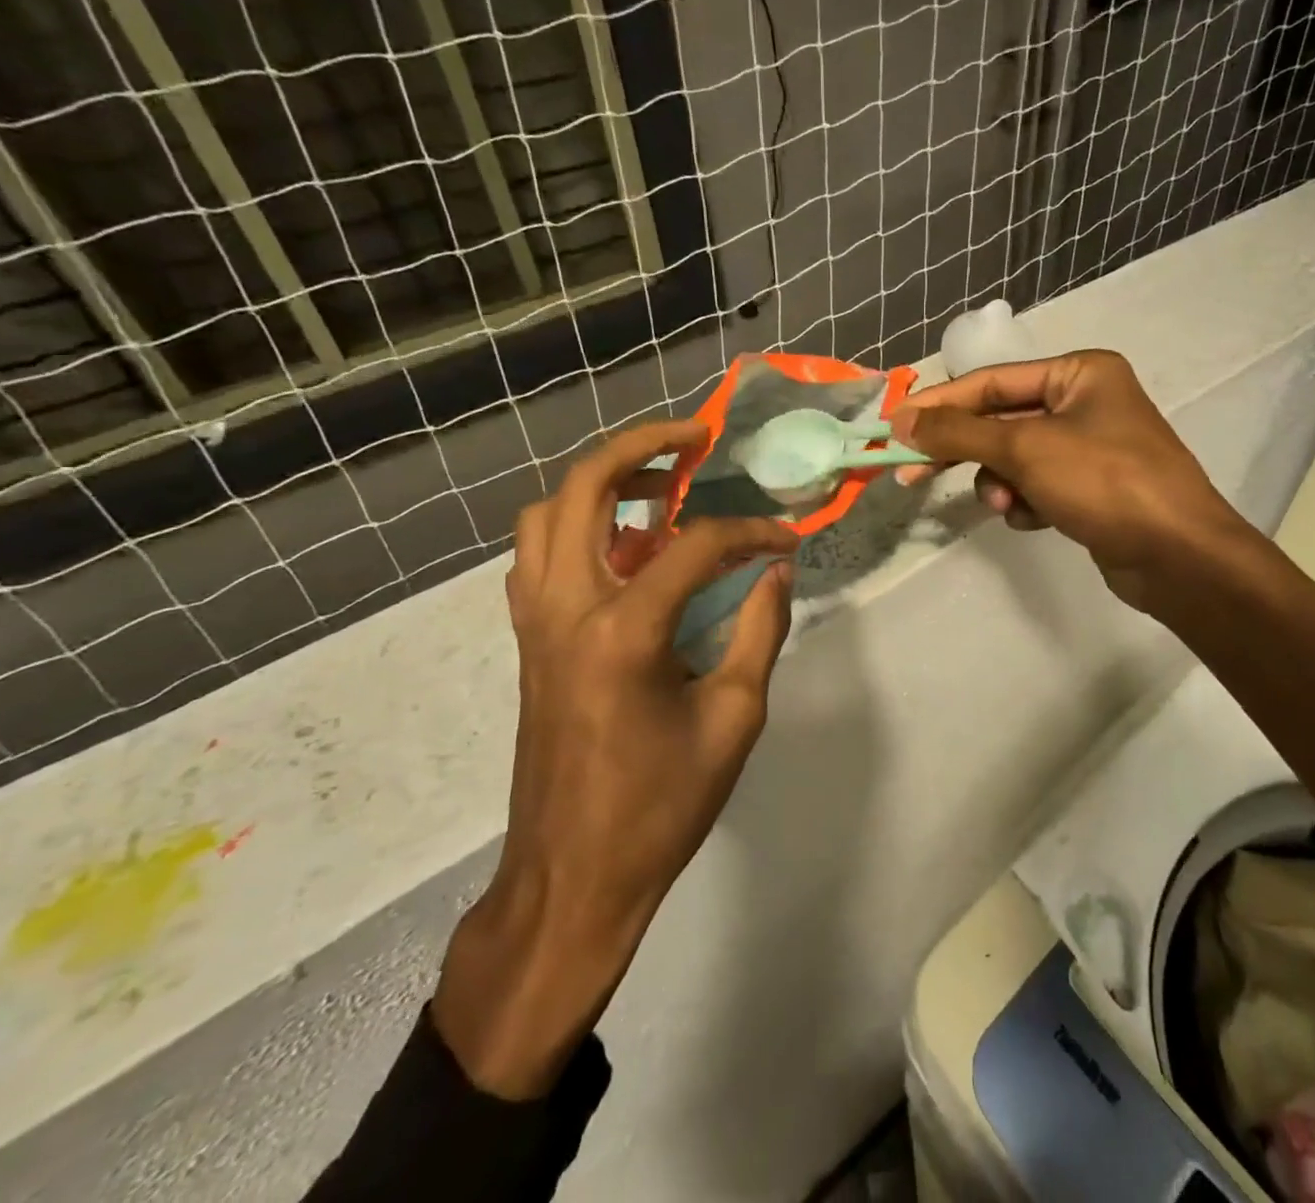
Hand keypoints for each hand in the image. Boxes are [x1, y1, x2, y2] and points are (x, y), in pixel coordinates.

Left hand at [433, 420, 798, 1097]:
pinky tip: (626, 545)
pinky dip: (577, 526)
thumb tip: (775, 569)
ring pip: (545, 514)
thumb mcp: (734, 719)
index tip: (786, 538)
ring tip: (658, 480)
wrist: (571, 878)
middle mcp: (566, 607)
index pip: (694, 545)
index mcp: (623, 631)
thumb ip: (760, 630)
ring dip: (600, 481)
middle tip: (694, 437)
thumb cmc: (659, 807)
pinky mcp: (528, 640)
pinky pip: (539, 555)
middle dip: (641, 446)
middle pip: (584, 488)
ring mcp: (535, 622)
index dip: (750, 531)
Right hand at [890, 351, 1257, 616]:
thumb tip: (902, 420)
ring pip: (1016, 459)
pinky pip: (1038, 486)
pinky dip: (1029, 502)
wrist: (1179, 557)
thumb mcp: (1024, 448)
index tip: (894, 428)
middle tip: (912, 474)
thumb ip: (959, 432)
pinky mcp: (1091, 488)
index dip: (940, 405)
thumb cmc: (1104, 482)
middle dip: (965, 451)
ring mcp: (1091, 448)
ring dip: (1002, 483)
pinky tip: (1040, 520)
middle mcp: (1086, 402)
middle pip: (1001, 421)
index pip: (991, 382)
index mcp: (1079, 373)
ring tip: (1010, 506)